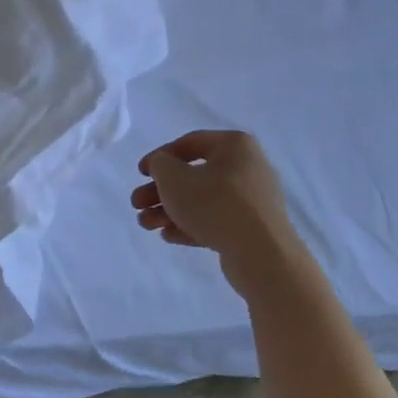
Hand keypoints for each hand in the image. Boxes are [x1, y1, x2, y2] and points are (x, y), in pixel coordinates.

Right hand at [131, 131, 302, 288]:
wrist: (261, 254)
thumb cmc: (215, 204)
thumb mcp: (174, 178)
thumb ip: (160, 165)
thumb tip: (162, 165)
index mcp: (234, 146)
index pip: (190, 142)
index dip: (160, 156)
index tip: (140, 173)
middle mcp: (247, 167)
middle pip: (194, 175)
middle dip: (160, 191)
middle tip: (137, 204)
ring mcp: (252, 200)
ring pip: (202, 200)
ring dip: (170, 210)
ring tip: (146, 225)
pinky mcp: (251, 228)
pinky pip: (215, 220)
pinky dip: (190, 225)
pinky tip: (168, 236)